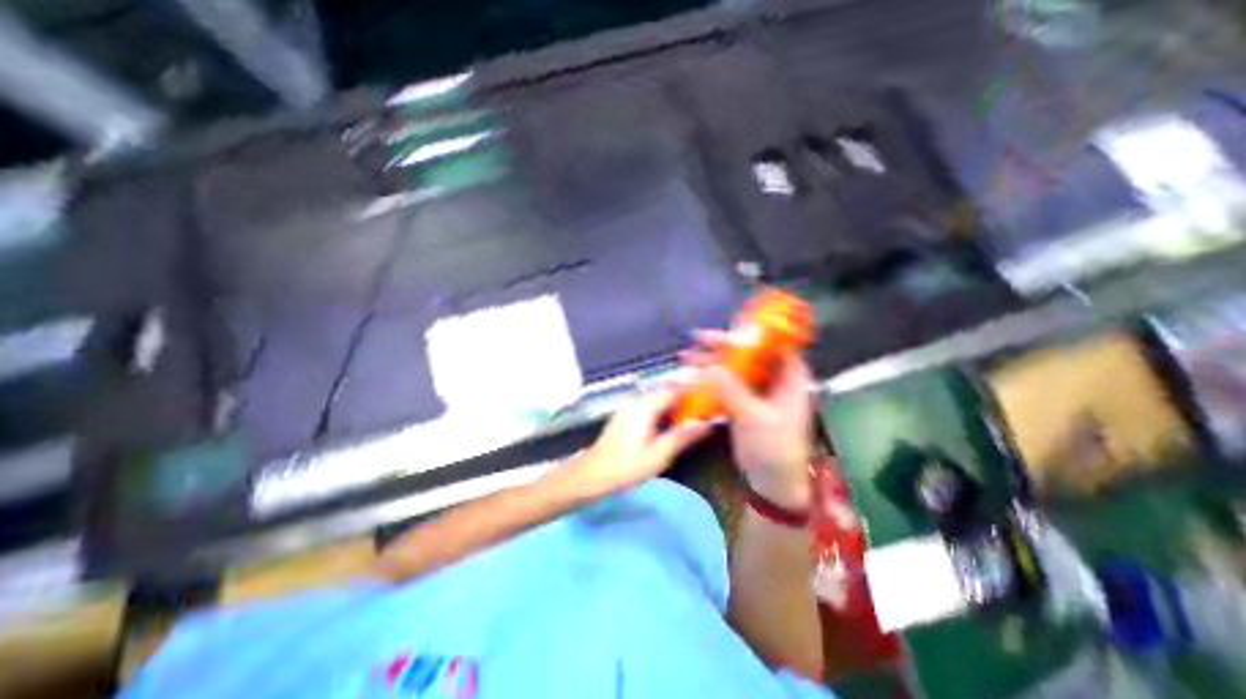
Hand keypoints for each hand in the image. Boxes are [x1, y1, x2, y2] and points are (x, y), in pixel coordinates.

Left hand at [563, 389, 709, 497]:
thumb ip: (681, 436)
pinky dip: (663, 409)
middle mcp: (636, 401)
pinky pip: (649, 405)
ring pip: (657, 398)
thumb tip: (705, 422)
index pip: (673, 389)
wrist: (590, 475)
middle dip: (685, 396)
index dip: (692, 389)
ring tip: (693, 413)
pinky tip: (670, 422)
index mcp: (645, 407)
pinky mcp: (624, 415)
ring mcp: (628, 407)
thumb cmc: (625, 467)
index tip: (711, 393)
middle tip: (705, 406)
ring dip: (674, 403)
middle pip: (665, 391)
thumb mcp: (657, 456)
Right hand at [681, 330, 818, 511]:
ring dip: (712, 362)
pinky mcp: (744, 402)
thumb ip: (732, 391)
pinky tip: (692, 378)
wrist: (772, 483)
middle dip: (722, 347)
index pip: (774, 344)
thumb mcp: (754, 418)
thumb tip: (710, 367)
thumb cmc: (773, 449)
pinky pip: (727, 383)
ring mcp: (758, 391)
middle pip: (749, 352)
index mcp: (790, 378)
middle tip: (697, 341)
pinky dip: (710, 379)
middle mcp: (775, 379)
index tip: (726, 330)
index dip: (752, 332)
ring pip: (735, 367)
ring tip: (686, 358)